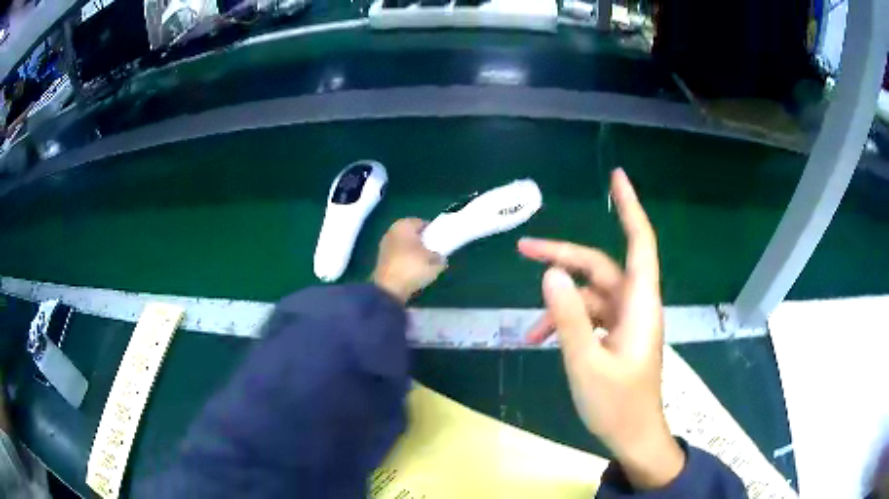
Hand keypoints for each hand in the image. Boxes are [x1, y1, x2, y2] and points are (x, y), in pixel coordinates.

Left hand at [372, 218, 446, 303]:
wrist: (389, 289)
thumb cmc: (413, 267)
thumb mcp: (435, 261)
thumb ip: (440, 256)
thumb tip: (440, 257)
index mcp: (404, 225)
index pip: (422, 223)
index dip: (434, 232)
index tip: (441, 243)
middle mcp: (391, 231)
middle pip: (412, 235)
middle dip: (423, 243)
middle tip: (435, 254)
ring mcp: (384, 246)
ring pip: (405, 247)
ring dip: (414, 254)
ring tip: (426, 266)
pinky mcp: (381, 261)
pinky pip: (399, 258)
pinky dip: (406, 263)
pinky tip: (414, 273)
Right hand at [517, 169, 683, 489]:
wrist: (632, 437)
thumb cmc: (617, 405)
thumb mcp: (586, 363)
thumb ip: (569, 318)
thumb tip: (549, 273)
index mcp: (640, 305)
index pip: (639, 243)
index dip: (630, 208)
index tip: (617, 177)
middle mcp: (634, 306)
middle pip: (600, 268)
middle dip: (563, 257)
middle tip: (523, 248)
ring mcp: (624, 322)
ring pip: (589, 295)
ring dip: (559, 305)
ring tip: (528, 330)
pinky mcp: (615, 337)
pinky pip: (588, 318)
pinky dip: (565, 323)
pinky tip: (541, 340)